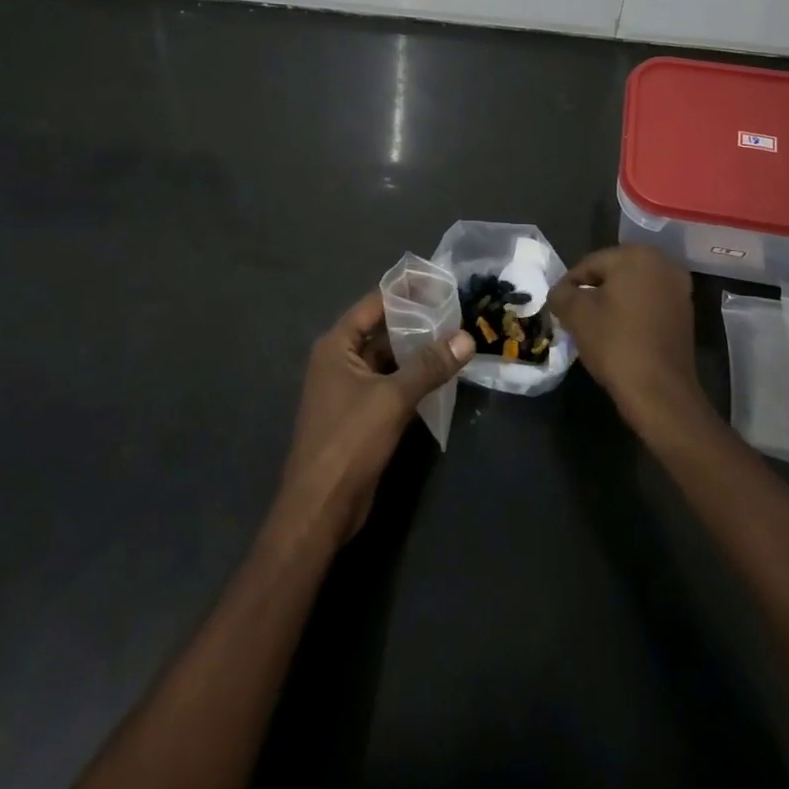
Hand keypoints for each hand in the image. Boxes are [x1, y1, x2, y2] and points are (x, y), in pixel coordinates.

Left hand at [276, 292, 474, 547]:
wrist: (321, 508)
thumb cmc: (348, 442)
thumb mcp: (392, 398)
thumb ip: (429, 366)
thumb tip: (467, 337)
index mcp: (336, 346)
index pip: (374, 304)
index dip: (405, 292)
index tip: (439, 280)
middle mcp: (340, 360)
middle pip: (382, 330)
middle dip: (417, 321)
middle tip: (457, 309)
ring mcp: (350, 388)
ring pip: (389, 359)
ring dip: (417, 351)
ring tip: (457, 337)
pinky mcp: (361, 414)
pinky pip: (391, 384)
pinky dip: (413, 377)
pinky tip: (443, 374)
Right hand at [548, 245, 699, 437]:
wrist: (660, 392)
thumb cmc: (615, 342)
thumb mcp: (576, 314)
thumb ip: (561, 294)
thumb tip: (560, 293)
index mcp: (637, 255)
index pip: (590, 264)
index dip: (569, 285)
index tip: (558, 306)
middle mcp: (664, 264)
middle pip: (613, 273)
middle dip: (592, 292)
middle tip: (574, 315)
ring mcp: (679, 290)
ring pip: (632, 289)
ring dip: (612, 303)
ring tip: (593, 326)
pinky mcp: (685, 314)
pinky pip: (648, 305)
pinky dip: (631, 314)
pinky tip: (618, 334)